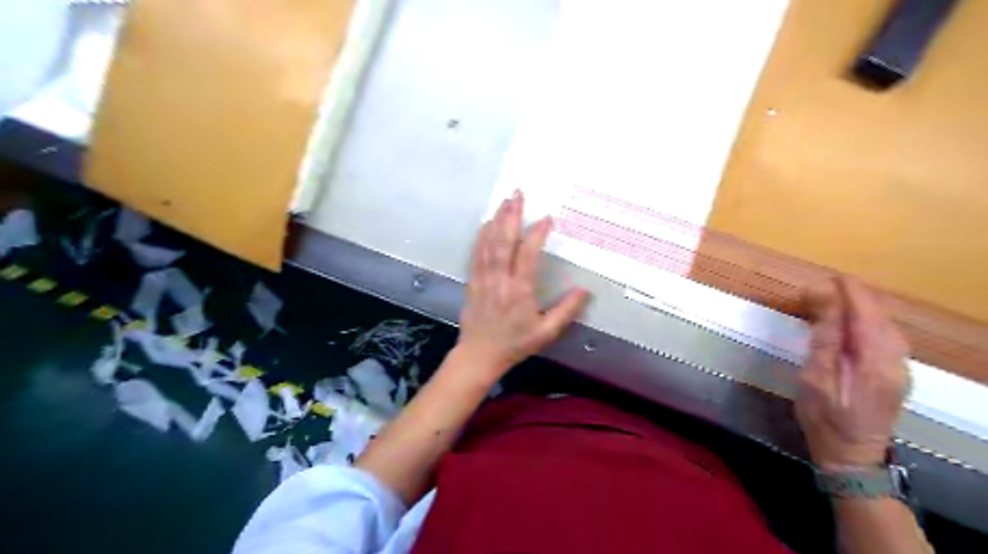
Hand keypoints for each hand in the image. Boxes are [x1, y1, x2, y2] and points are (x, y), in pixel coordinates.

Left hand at [459, 190, 589, 379]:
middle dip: (511, 216)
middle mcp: (500, 280)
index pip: (528, 256)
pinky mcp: (473, 281)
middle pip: (504, 242)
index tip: (546, 217)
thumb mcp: (546, 332)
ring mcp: (484, 279)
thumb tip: (585, 290)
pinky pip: (476, 254)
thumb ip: (566, 311)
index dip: (537, 234)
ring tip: (504, 201)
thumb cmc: (515, 344)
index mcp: (520, 291)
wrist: (480, 354)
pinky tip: (485, 224)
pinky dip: (481, 237)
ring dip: (496, 221)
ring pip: (489, 244)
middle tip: (517, 194)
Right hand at [794, 277, 910, 466]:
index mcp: (876, 358)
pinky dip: (861, 322)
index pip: (864, 308)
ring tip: (824, 305)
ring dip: (854, 308)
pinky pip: (882, 334)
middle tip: (811, 296)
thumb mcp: (815, 376)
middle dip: (846, 297)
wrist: (851, 456)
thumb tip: (823, 294)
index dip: (842, 290)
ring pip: (882, 322)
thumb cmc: (824, 416)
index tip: (816, 283)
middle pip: (877, 312)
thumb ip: (824, 334)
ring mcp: (900, 365)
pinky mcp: (895, 371)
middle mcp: (896, 357)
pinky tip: (843, 326)